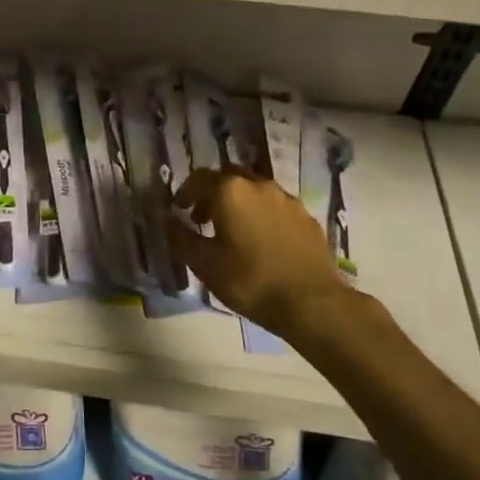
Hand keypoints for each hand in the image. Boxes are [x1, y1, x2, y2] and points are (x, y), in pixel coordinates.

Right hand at [167, 168, 349, 339]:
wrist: (312, 303)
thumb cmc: (250, 280)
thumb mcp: (205, 264)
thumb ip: (181, 237)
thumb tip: (168, 220)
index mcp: (230, 191)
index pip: (199, 178)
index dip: (186, 192)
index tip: (181, 210)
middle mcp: (258, 184)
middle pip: (229, 177)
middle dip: (213, 193)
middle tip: (205, 218)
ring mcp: (286, 199)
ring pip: (255, 189)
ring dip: (240, 202)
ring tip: (235, 230)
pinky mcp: (306, 217)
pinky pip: (277, 206)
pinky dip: (263, 215)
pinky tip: (264, 241)